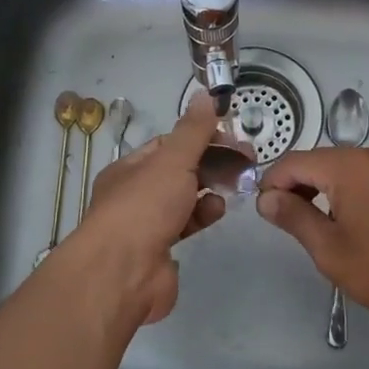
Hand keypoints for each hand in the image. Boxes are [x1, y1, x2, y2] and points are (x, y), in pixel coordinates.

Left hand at [56, 93, 226, 326]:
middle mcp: (134, 194)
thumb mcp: (172, 161)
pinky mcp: (160, 250)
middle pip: (178, 171)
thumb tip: (204, 95)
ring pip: (183, 199)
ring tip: (232, 187)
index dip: (201, 137)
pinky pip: (185, 226)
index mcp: (130, 168)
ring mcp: (146, 224)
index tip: (232, 138)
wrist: (122, 274)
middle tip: (245, 162)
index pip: (169, 144)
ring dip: (208, 190)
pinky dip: (202, 216)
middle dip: (211, 164)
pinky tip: (215, 213)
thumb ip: (193, 131)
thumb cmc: (144, 208)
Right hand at [257, 147, 368, 331]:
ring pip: (356, 174)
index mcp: (349, 166)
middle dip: (303, 186)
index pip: (296, 162)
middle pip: (327, 163)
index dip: (273, 182)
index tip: (265, 210)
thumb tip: (267, 197)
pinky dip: (365, 200)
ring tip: (330, 229)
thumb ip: (294, 217)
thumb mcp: (329, 249)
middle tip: (291, 221)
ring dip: (334, 193)